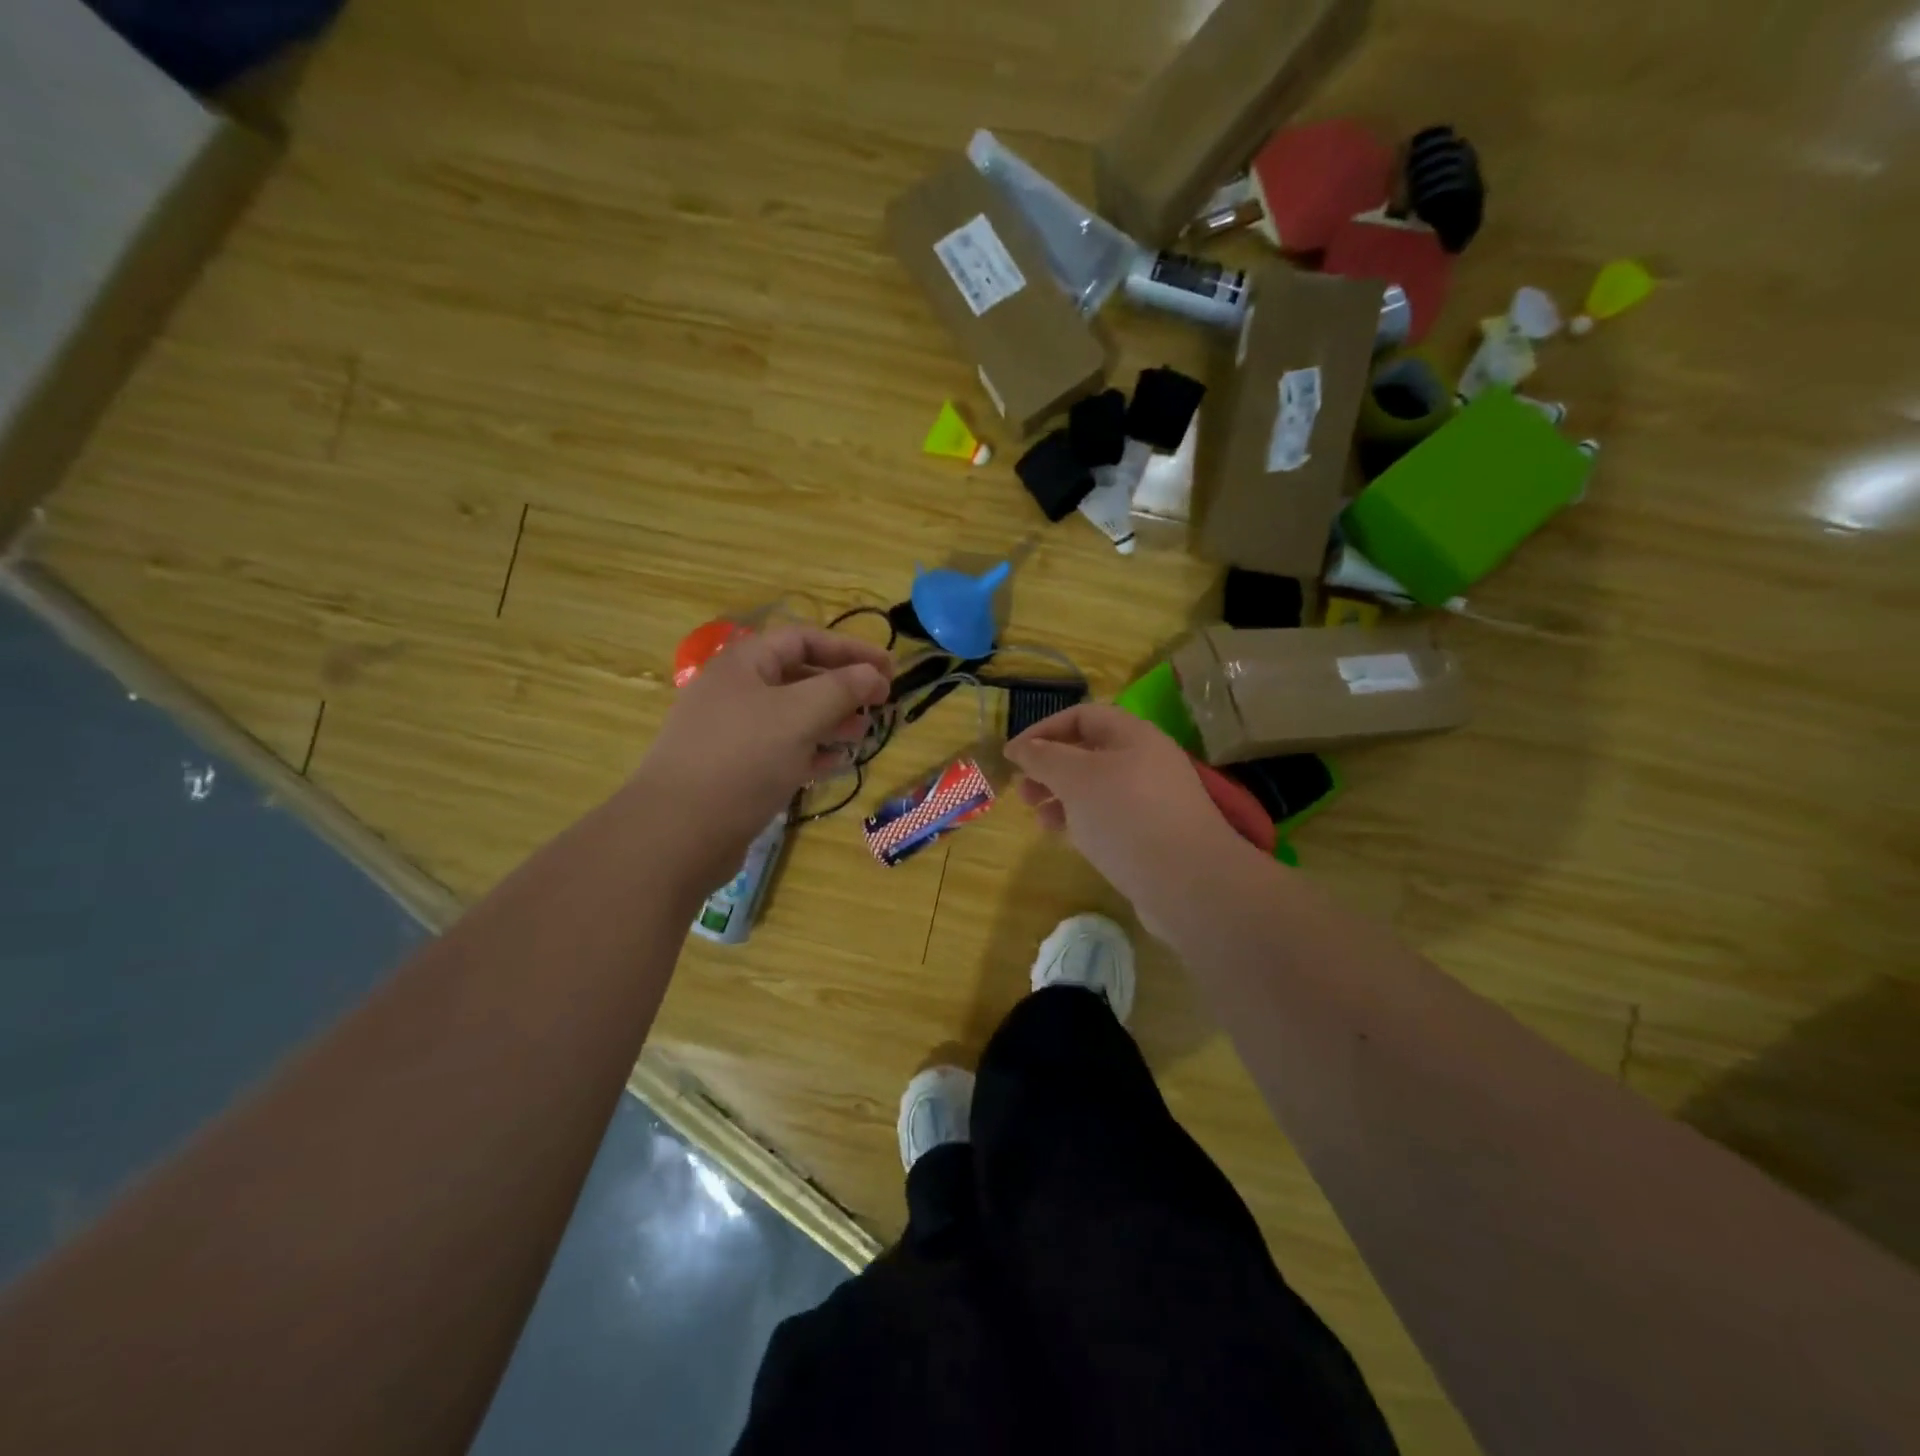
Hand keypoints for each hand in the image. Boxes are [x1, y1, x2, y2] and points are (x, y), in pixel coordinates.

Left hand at [636, 625, 890, 887]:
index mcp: (744, 665)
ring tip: (863, 733)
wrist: (678, 833)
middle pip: (799, 676)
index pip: (804, 639)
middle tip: (881, 703)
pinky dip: (811, 751)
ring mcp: (732, 733)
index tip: (890, 668)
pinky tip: (835, 763)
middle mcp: (736, 692)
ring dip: (831, 721)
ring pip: (792, 716)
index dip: (850, 649)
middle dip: (842, 687)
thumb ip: (842, 689)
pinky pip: (781, 749)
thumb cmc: (742, 759)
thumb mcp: (799, 715)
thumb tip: (875, 674)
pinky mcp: (735, 770)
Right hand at [1006, 704, 1248, 938]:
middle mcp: (1146, 760)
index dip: (1043, 730)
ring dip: (1061, 797)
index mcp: (1133, 735)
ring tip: (1039, 818)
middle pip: (1088, 752)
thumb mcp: (1076, 778)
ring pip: (1096, 788)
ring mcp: (1152, 799)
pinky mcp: (1153, 834)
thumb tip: (1020, 747)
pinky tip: (1067, 837)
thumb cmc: (1126, 817)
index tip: (1013, 756)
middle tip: (1023, 791)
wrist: (1189, 883)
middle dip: (1050, 768)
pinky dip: (1082, 821)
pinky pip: (1109, 817)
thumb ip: (1043, 758)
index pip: (1081, 716)